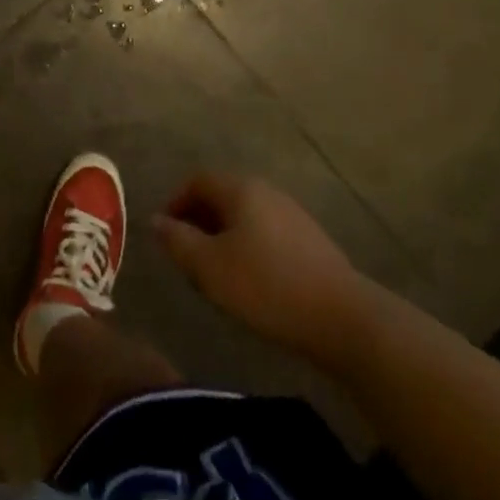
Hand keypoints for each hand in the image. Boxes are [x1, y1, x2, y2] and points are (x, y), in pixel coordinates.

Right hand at [154, 173, 373, 370]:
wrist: (344, 318)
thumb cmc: (266, 286)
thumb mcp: (209, 267)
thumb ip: (177, 241)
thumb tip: (156, 220)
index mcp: (241, 189)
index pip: (197, 181)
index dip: (175, 202)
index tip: (166, 235)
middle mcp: (267, 191)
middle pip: (222, 196)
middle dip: (198, 221)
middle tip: (187, 256)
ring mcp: (293, 214)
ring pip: (245, 216)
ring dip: (223, 236)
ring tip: (215, 272)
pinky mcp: (310, 241)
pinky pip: (266, 233)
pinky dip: (248, 247)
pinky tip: (250, 281)